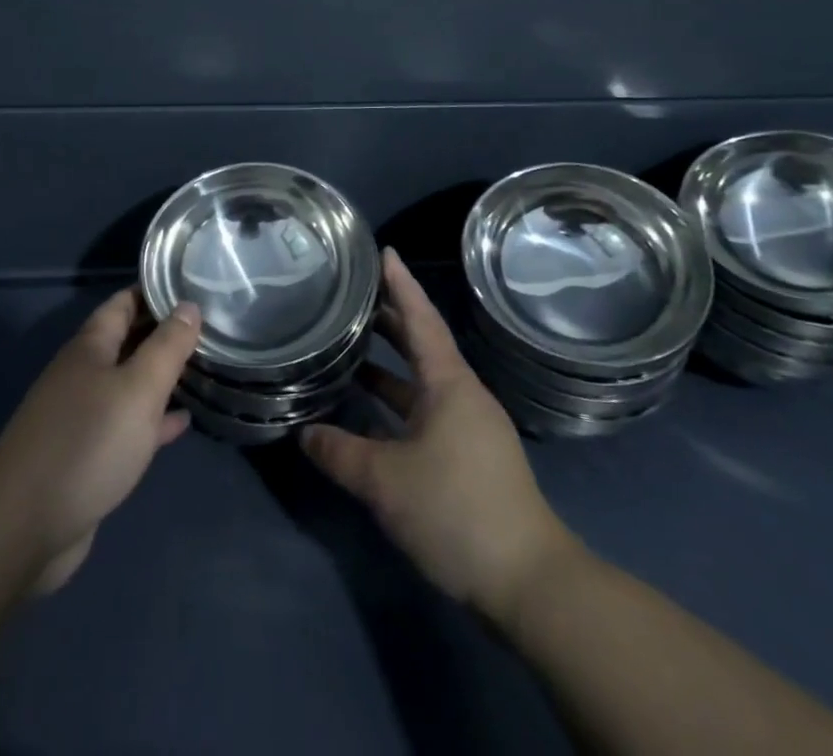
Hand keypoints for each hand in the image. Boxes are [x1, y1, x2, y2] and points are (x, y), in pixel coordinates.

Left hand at [0, 288, 201, 593]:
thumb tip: (188, 305)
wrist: (24, 527)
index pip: (123, 302)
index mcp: (90, 347)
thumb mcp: (138, 388)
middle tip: (210, 325)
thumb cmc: (88, 443)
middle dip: (164, 332)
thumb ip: (166, 347)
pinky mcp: (86, 456)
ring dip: (161, 376)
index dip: (155, 290)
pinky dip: (153, 419)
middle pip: (127, 341)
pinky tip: (183, 422)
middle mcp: (83, 374)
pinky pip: (127, 424)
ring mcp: (81, 416)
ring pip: (129, 383)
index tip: (194, 283)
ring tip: (204, 367)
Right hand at [302, 250, 579, 627]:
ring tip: (349, 347)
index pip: (421, 318)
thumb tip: (304, 432)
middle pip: (422, 344)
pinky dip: (396, 402)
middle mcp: (461, 395)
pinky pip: (424, 411)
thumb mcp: (386, 481)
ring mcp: (467, 427)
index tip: (383, 251)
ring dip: (389, 364)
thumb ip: (340, 452)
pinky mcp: (467, 456)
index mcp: (450, 384)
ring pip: (421, 381)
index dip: (401, 284)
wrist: (528, 581)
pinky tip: (367, 412)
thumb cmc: (457, 510)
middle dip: (389, 317)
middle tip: (353, 294)